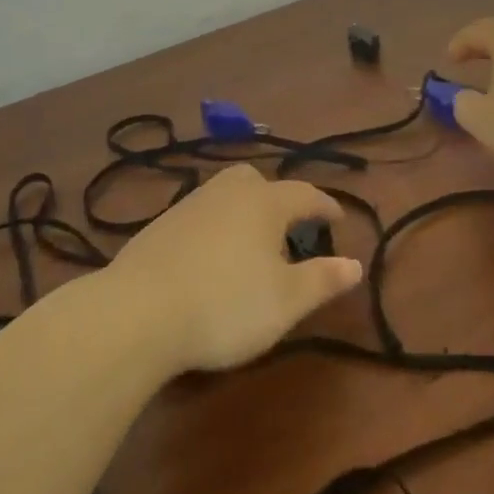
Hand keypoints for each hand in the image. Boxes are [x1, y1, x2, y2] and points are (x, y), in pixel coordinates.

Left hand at [106, 165, 362, 373]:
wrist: (137, 313)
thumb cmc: (225, 305)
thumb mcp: (286, 301)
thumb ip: (323, 280)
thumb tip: (356, 264)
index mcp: (264, 203)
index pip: (305, 195)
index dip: (326, 206)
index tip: (339, 219)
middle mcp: (227, 193)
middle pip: (258, 181)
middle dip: (278, 198)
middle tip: (289, 227)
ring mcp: (188, 206)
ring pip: (225, 195)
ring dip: (244, 211)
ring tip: (251, 245)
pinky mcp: (158, 227)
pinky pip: (200, 215)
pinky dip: (215, 227)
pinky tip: (210, 258)